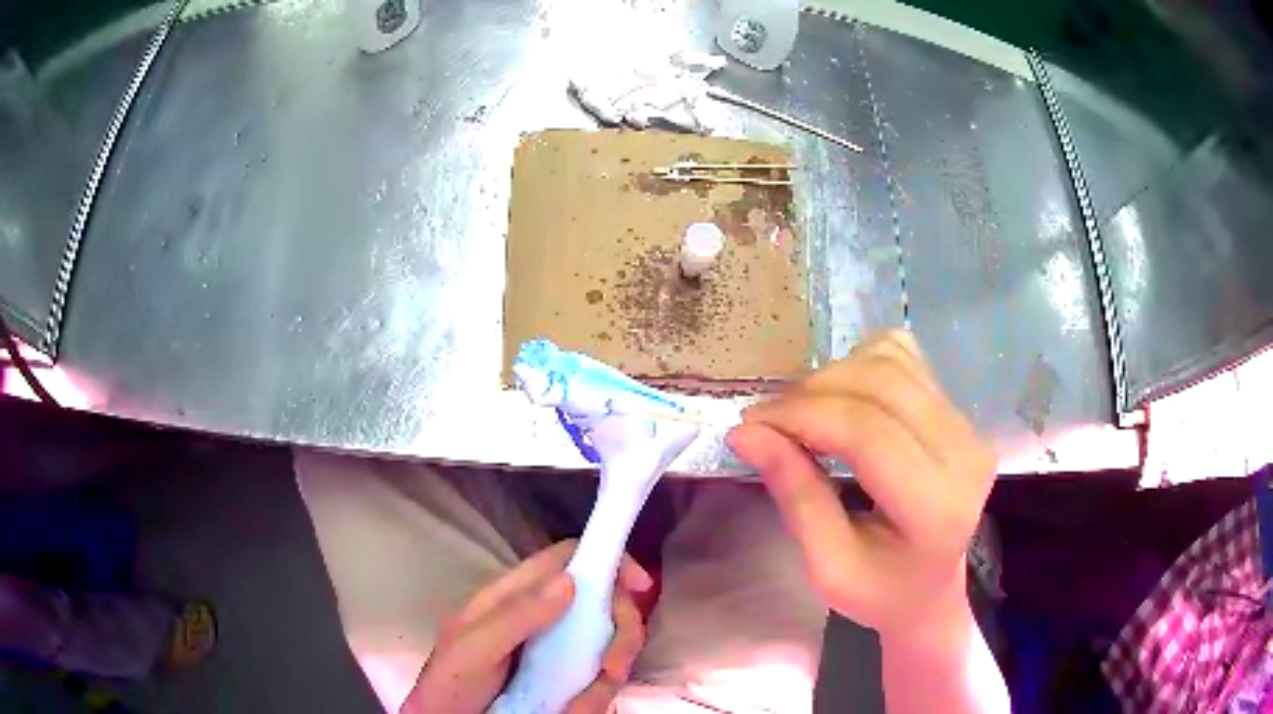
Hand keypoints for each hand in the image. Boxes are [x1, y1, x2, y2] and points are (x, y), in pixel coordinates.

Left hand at [401, 540, 650, 713]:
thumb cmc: (451, 681)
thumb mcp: (473, 646)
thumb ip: (516, 614)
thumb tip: (571, 580)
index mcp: (516, 596)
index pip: (568, 559)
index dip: (607, 560)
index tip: (639, 587)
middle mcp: (544, 618)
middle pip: (604, 603)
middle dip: (621, 631)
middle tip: (614, 666)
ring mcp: (557, 652)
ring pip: (609, 645)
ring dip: (609, 673)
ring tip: (580, 702)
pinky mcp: (566, 682)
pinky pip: (599, 682)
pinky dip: (595, 698)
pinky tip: (572, 709)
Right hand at [727, 330, 994, 639]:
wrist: (930, 588)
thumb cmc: (878, 590)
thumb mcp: (827, 565)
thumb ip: (795, 496)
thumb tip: (746, 433)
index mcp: (936, 507)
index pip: (867, 432)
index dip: (803, 416)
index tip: (751, 425)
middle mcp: (964, 453)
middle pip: (881, 384)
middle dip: (811, 392)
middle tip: (768, 420)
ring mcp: (968, 425)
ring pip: (891, 360)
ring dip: (833, 375)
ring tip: (803, 412)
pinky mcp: (960, 410)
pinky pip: (904, 357)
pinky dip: (861, 364)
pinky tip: (842, 399)